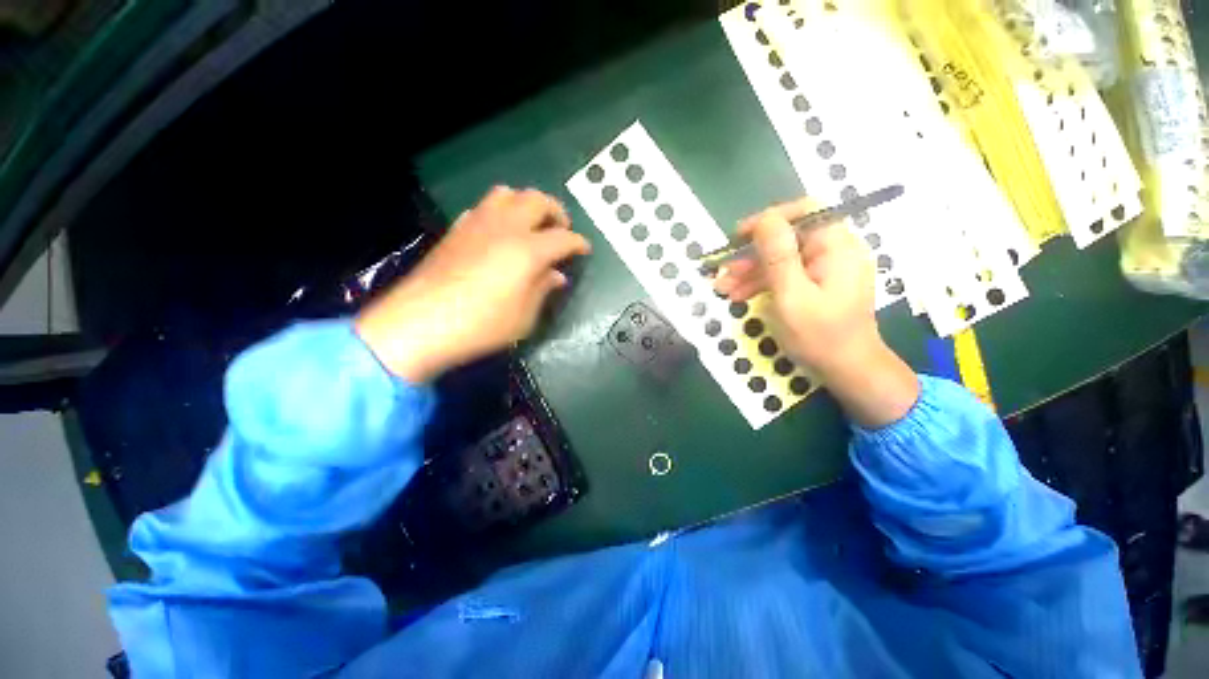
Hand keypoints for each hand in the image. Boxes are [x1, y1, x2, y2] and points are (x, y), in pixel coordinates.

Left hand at [355, 186, 590, 382]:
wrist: (420, 323)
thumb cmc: (482, 325)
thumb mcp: (524, 317)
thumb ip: (543, 290)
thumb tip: (556, 275)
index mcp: (528, 250)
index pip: (563, 238)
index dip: (578, 243)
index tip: (584, 250)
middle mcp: (506, 228)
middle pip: (537, 200)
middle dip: (556, 212)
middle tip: (561, 229)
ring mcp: (478, 224)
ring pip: (508, 193)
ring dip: (526, 204)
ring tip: (531, 224)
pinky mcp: (457, 229)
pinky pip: (483, 207)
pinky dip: (500, 212)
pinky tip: (499, 232)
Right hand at [713, 198, 918, 427]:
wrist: (847, 372)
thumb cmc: (820, 336)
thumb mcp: (792, 296)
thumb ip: (779, 256)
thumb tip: (765, 219)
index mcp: (836, 247)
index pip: (804, 212)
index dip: (769, 220)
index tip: (739, 237)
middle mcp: (833, 251)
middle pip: (787, 238)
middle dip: (752, 254)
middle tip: (723, 271)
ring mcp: (825, 269)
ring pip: (782, 258)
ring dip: (750, 271)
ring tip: (723, 289)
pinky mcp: (816, 285)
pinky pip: (786, 274)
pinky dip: (762, 283)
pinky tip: (739, 295)